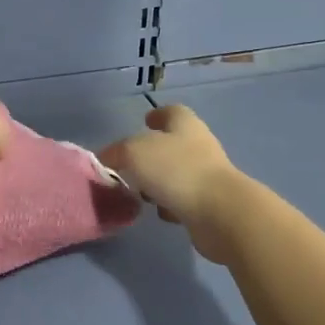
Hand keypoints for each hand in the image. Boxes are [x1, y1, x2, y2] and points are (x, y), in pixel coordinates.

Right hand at [99, 104, 244, 263]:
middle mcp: (199, 146)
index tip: (144, 121)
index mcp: (185, 125)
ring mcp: (207, 175)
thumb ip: (116, 153)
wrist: (219, 212)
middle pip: (173, 144)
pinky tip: (160, 213)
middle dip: (152, 153)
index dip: (158, 114)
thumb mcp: (134, 153)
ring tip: (140, 192)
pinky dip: (171, 204)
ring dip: (159, 181)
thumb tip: (106, 159)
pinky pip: (183, 199)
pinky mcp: (209, 204)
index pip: (172, 111)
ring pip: (176, 173)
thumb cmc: (176, 170)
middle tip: (130, 164)